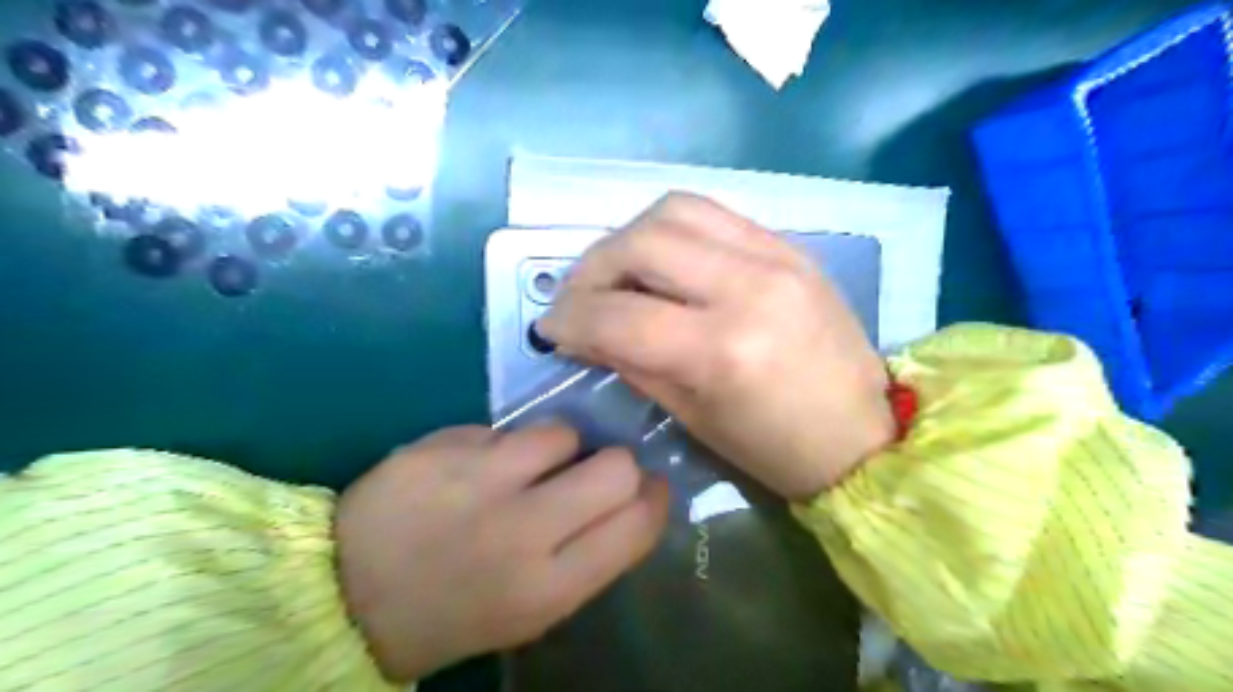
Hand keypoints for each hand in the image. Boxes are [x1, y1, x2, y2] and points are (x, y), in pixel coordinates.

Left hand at [334, 425, 670, 683]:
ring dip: (558, 447)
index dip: (654, 498)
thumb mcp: (534, 609)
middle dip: (617, 464)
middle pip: (615, 467)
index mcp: (549, 587)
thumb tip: (634, 498)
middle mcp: (522, 531)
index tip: (648, 487)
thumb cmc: (456, 611)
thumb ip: (590, 555)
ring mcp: (478, 481)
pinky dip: (501, 446)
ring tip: (527, 466)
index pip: (637, 524)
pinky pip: (503, 429)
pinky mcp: (442, 447)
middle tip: (593, 471)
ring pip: (561, 432)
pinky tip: (475, 468)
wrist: (347, 597)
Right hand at [542, 193, 896, 499]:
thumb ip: (631, 361)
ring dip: (628, 238)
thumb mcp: (692, 416)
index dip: (570, 318)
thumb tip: (581, 329)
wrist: (863, 432)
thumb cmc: (774, 448)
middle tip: (579, 298)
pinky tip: (662, 261)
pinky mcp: (788, 245)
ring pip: (673, 210)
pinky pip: (712, 213)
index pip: (619, 314)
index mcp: (722, 350)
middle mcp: (747, 287)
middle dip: (591, 268)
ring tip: (617, 273)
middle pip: (640, 244)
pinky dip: (670, 230)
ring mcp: (775, 256)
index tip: (551, 327)